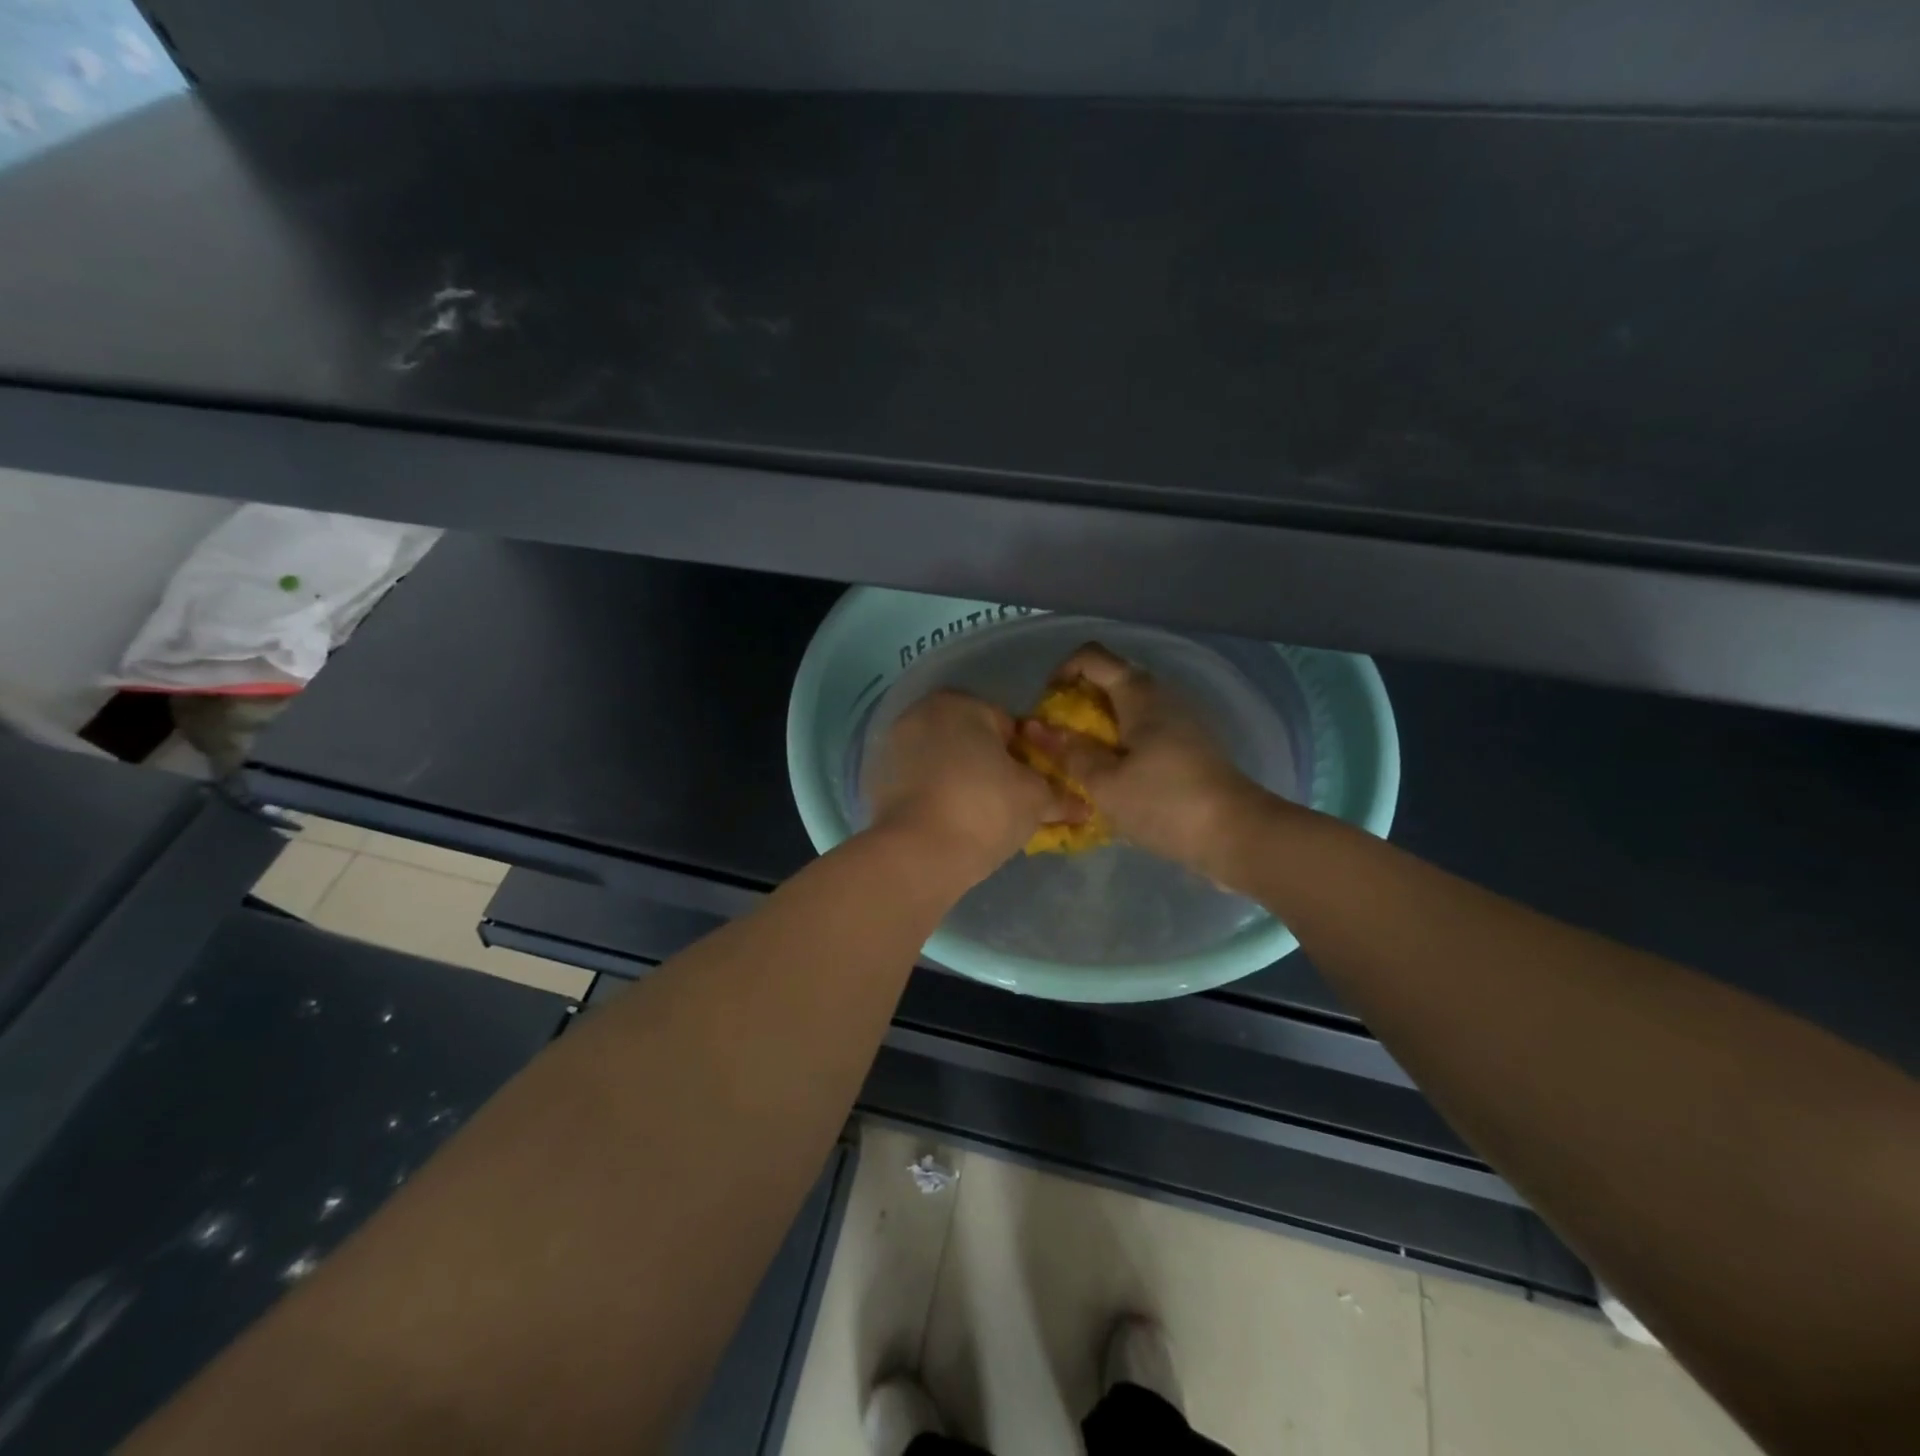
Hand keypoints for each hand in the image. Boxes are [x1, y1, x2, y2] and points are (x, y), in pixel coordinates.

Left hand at [865, 690, 1082, 881]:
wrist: (917, 854)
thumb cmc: (984, 809)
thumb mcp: (1035, 799)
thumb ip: (1059, 795)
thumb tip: (1083, 806)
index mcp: (959, 703)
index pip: (1007, 725)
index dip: (1026, 756)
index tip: (1032, 786)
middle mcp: (919, 713)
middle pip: (970, 739)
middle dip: (989, 765)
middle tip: (1007, 802)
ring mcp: (892, 746)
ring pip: (941, 759)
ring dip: (959, 779)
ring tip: (977, 817)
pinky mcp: (874, 779)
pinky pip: (917, 781)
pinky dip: (932, 794)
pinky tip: (946, 821)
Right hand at [1020, 643, 1267, 874]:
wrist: (1236, 834)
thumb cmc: (1164, 803)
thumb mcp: (1105, 783)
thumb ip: (1070, 752)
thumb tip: (1039, 729)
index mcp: (1139, 694)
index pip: (1092, 656)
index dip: (1062, 671)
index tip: (1047, 706)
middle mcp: (1161, 696)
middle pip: (1110, 681)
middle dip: (1077, 704)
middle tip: (1058, 740)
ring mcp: (1179, 721)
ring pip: (1127, 709)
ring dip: (1098, 728)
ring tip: (1080, 763)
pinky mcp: (1189, 746)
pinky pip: (1144, 732)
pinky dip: (1121, 744)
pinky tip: (1112, 779)